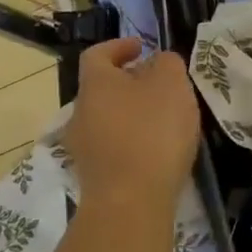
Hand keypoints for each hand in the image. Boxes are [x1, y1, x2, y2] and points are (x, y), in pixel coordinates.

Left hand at [63, 40, 200, 217]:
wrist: (130, 204)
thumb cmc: (151, 132)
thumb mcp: (171, 84)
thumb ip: (167, 63)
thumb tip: (158, 61)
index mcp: (95, 84)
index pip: (98, 54)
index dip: (118, 47)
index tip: (141, 48)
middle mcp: (80, 113)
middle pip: (102, 89)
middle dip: (128, 84)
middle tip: (158, 86)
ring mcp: (83, 148)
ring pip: (106, 120)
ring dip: (130, 115)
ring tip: (162, 121)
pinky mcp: (93, 178)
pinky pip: (112, 148)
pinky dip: (131, 143)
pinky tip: (155, 152)